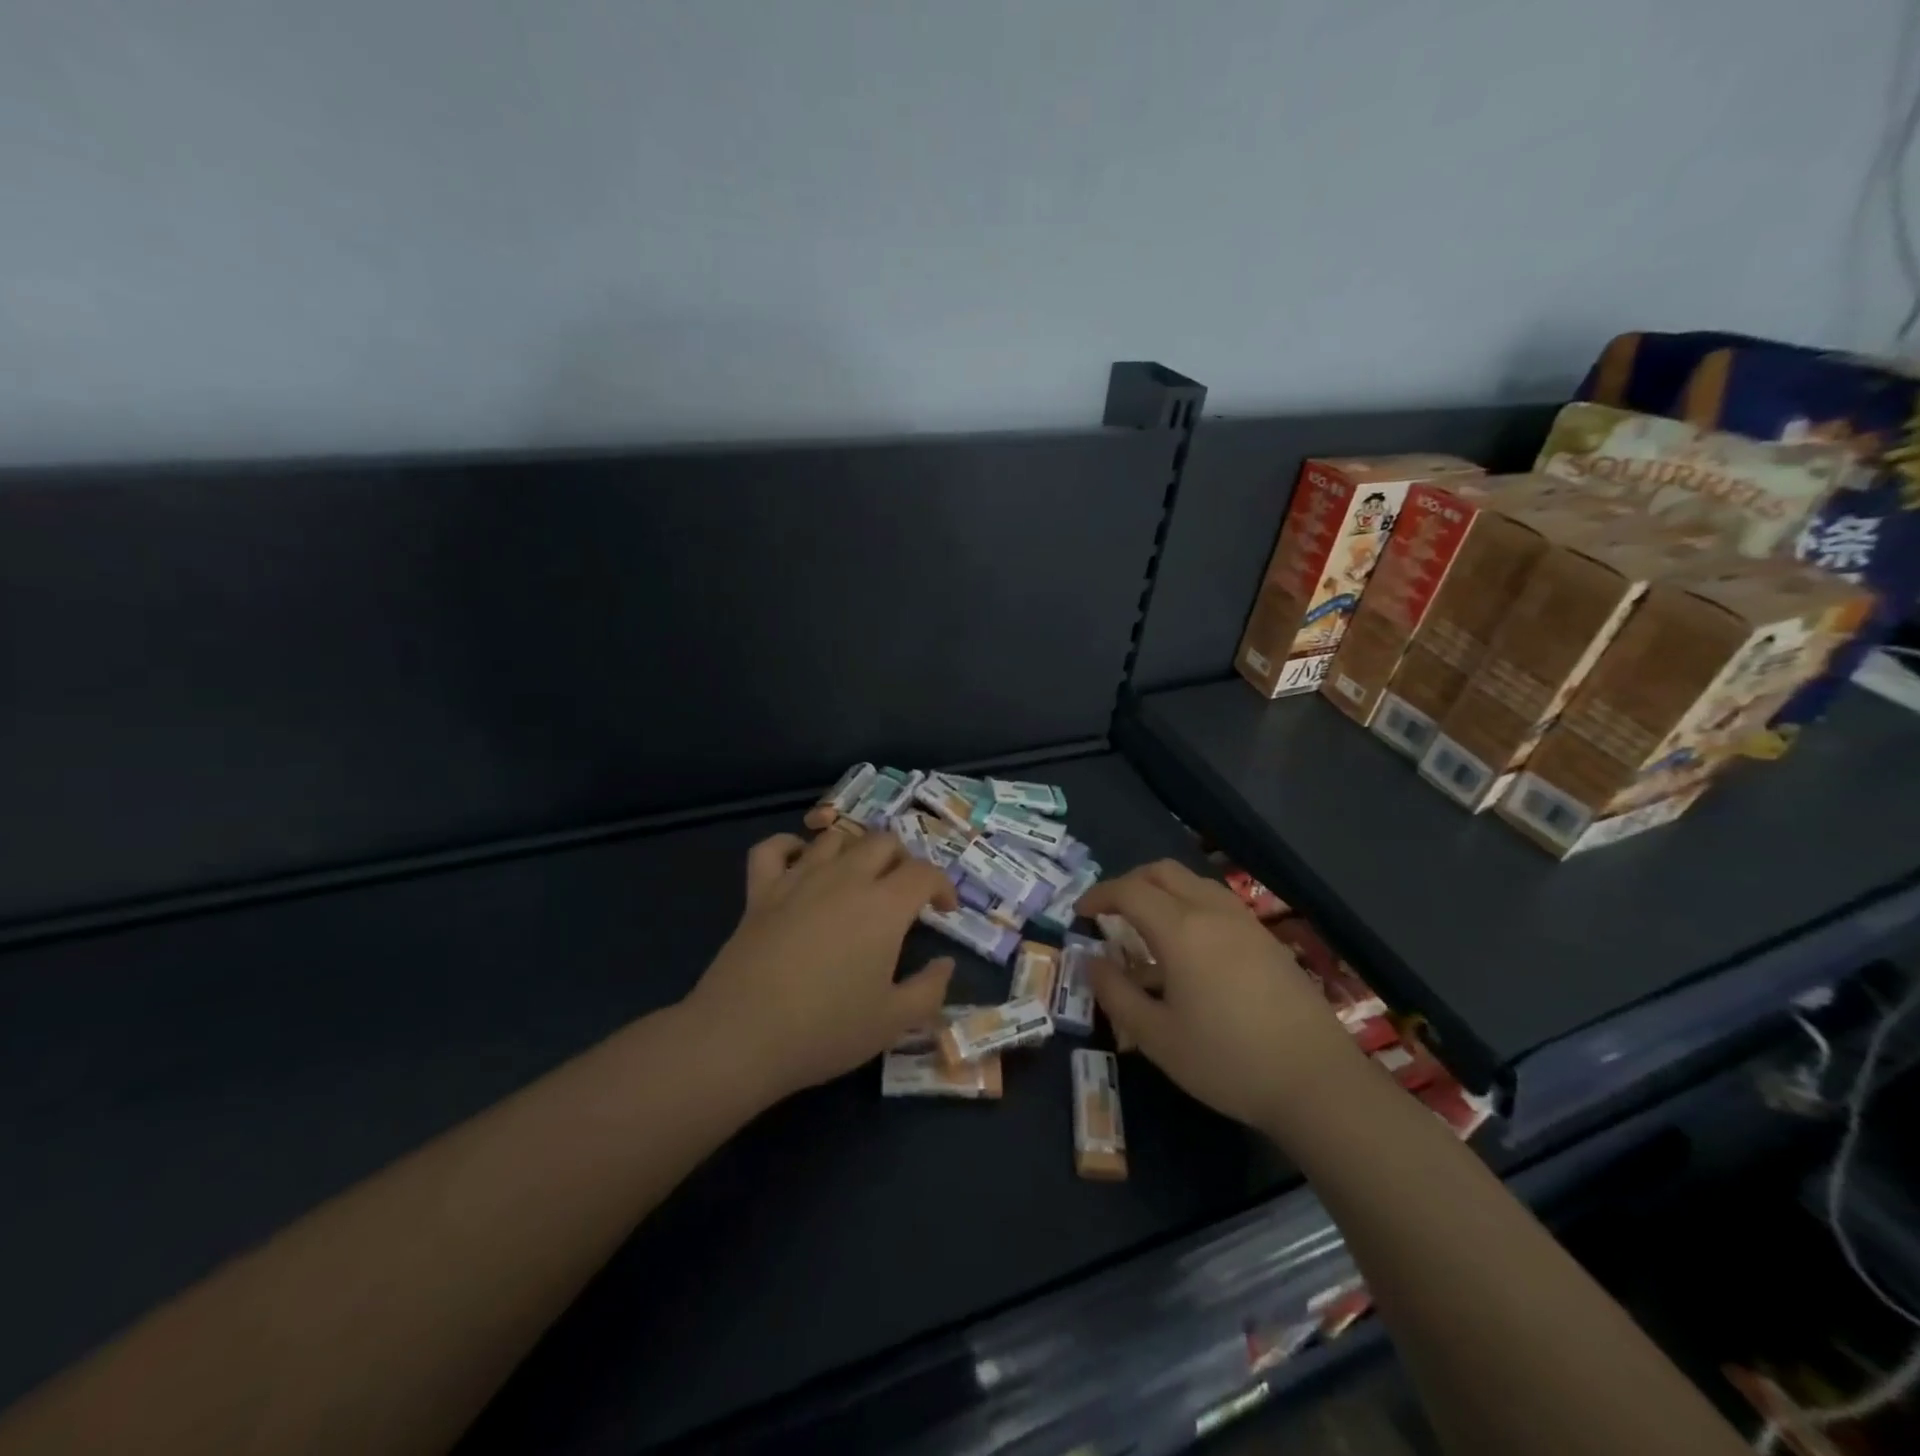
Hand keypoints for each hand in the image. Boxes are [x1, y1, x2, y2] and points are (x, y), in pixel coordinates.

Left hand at [684, 830, 958, 1098]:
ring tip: (859, 877)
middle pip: (883, 842)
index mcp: (884, 906)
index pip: (925, 873)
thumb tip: (946, 963)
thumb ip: (930, 990)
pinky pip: (773, 848)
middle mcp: (845, 878)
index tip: (945, 911)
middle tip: (904, 893)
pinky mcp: (761, 891)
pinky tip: (800, 862)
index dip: (943, 886)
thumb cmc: (826, 1030)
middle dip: (903, 860)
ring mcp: (799, 879)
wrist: (742, 1036)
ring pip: (835, 838)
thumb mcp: (893, 1022)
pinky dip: (789, 846)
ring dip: (855, 850)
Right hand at [1078, 861, 1362, 1129]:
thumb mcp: (1156, 1037)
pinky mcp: (1267, 938)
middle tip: (1110, 912)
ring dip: (1162, 890)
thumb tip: (1091, 961)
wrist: (1316, 1082)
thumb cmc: (1227, 1061)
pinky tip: (1190, 946)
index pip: (1129, 891)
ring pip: (1193, 881)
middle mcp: (1212, 912)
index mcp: (1181, 930)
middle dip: (1129, 882)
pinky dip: (1190, 904)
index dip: (1099, 895)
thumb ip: (1116, 993)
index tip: (1080, 913)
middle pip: (1163, 871)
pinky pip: (1217, 901)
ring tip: (1148, 926)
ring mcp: (1245, 922)